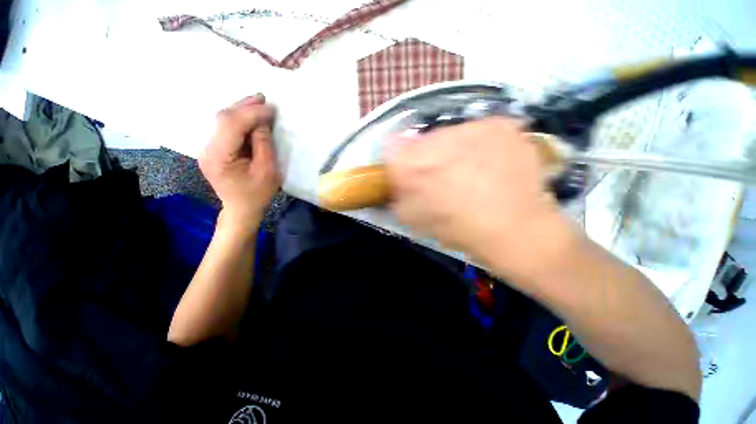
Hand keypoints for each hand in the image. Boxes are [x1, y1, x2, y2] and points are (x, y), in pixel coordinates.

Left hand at [199, 94, 280, 232]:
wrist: (241, 209)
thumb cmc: (258, 194)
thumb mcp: (267, 171)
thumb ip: (263, 144)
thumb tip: (262, 121)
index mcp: (219, 158)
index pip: (232, 125)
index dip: (251, 113)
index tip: (271, 109)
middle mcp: (207, 149)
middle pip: (223, 119)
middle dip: (244, 107)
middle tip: (263, 98)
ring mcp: (208, 149)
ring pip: (223, 121)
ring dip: (241, 111)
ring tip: (258, 103)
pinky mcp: (213, 149)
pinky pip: (225, 129)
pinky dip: (239, 120)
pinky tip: (250, 116)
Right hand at [385, 118, 577, 282]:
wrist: (517, 230)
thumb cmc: (458, 228)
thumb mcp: (414, 219)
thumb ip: (398, 196)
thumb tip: (396, 183)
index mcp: (411, 164)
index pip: (390, 147)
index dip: (398, 162)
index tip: (408, 174)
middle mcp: (436, 138)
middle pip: (420, 139)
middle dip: (424, 157)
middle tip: (439, 177)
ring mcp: (471, 127)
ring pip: (449, 134)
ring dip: (451, 151)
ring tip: (467, 173)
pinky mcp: (500, 125)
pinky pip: (479, 131)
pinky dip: (479, 146)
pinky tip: (488, 165)